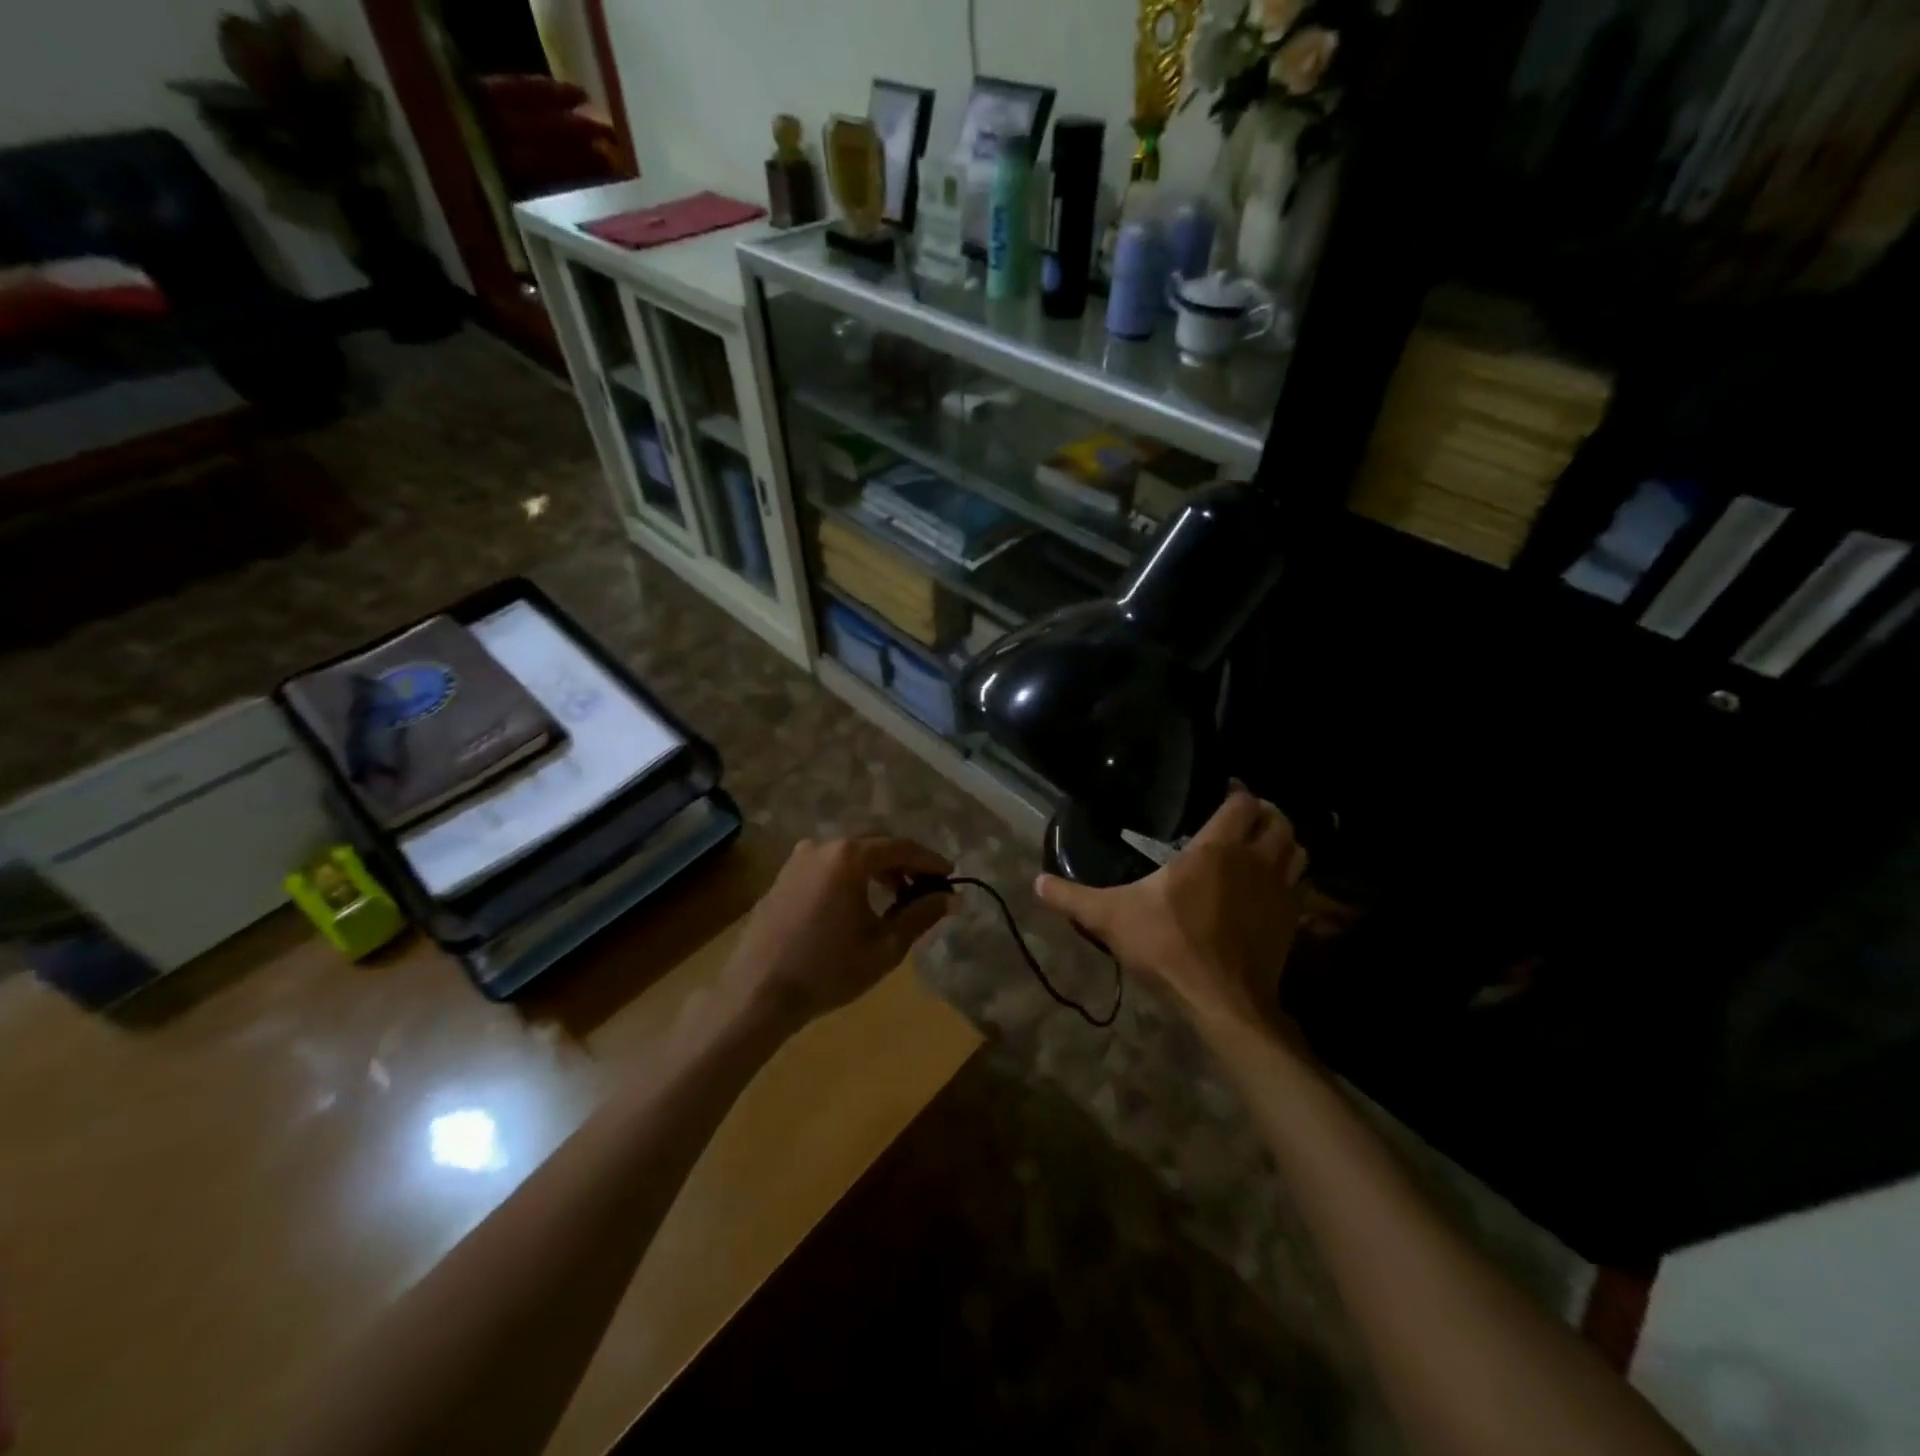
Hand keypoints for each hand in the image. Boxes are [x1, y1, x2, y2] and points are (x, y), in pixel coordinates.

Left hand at [721, 835, 956, 1030]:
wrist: (757, 993)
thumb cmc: (828, 970)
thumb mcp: (885, 946)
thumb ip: (921, 915)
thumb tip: (952, 898)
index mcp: (850, 856)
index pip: (902, 847)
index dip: (930, 861)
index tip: (950, 875)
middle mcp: (823, 846)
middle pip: (874, 844)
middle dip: (903, 863)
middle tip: (924, 888)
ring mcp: (798, 859)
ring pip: (849, 854)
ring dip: (876, 869)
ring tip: (894, 898)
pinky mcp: (782, 877)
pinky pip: (826, 866)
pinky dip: (849, 876)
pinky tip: (856, 904)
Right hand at [1034, 788, 1307, 1036]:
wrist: (1223, 1002)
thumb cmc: (1168, 947)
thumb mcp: (1110, 918)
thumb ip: (1072, 898)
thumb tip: (1035, 882)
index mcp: (1216, 850)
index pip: (1243, 803)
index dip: (1237, 791)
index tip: (1223, 790)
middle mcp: (1255, 862)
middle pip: (1279, 821)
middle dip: (1266, 812)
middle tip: (1242, 817)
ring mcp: (1279, 892)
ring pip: (1297, 850)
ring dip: (1282, 842)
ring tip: (1259, 846)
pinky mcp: (1290, 922)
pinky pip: (1298, 885)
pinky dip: (1288, 877)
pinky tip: (1265, 889)